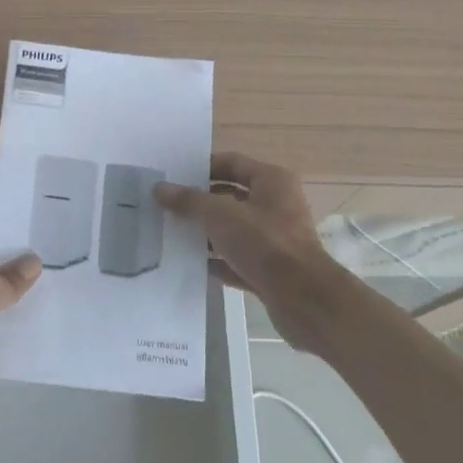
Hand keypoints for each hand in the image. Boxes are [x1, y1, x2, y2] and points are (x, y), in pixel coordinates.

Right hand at [156, 152, 343, 349]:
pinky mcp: (272, 269)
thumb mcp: (220, 215)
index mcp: (272, 181)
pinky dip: (218, 259)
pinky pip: (238, 257)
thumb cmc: (264, 243)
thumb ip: (189, 200)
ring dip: (206, 232)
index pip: (231, 162)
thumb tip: (159, 188)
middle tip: (167, 205)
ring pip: (233, 229)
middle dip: (200, 202)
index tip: (173, 176)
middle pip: (231, 196)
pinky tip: (192, 264)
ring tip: (172, 233)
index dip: (202, 167)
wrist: (303, 300)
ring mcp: (275, 238)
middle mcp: (277, 204)